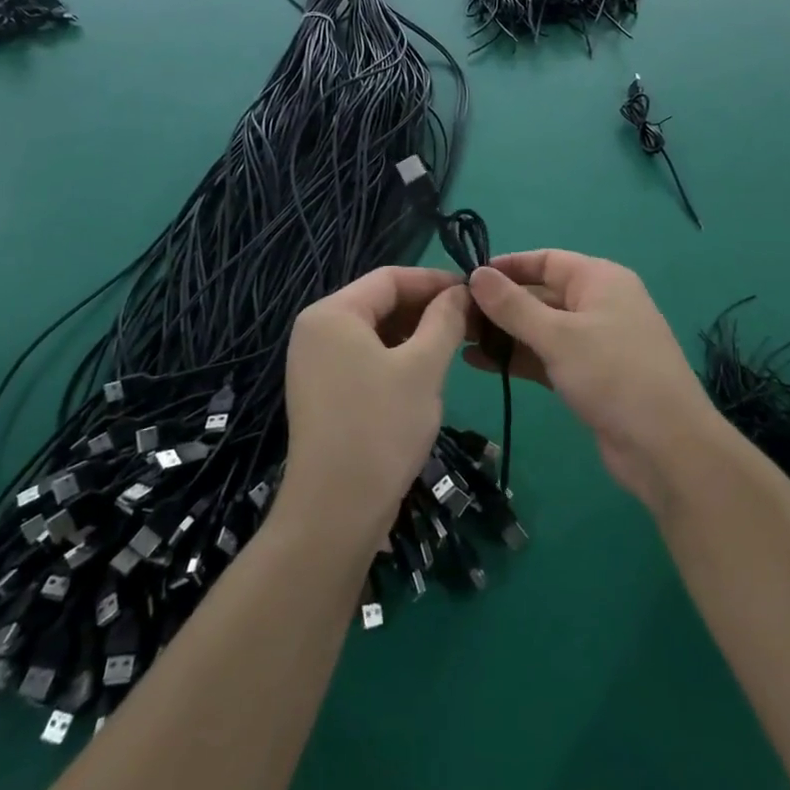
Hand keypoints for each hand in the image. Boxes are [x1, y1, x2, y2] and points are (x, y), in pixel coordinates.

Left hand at [284, 267, 469, 543]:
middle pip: (380, 302)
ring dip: (415, 333)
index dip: (435, 280)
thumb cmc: (381, 427)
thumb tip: (461, 292)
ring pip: (374, 332)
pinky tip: (426, 372)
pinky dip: (396, 357)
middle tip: (471, 320)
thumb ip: (445, 320)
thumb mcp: (423, 367)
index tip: (474, 291)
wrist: (335, 512)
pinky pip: (364, 357)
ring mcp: (315, 363)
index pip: (390, 277)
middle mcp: (316, 330)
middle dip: (426, 307)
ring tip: (456, 343)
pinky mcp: (322, 392)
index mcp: (332, 313)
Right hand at [467, 251, 718, 512]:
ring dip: (504, 333)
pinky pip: (547, 356)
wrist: (666, 447)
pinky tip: (479, 363)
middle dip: (499, 304)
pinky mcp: (589, 375)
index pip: (545, 260)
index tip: (466, 278)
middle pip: (541, 294)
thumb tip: (476, 274)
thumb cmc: (613, 375)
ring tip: (457, 340)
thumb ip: (513, 306)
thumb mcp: (558, 336)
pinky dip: (518, 358)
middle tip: (453, 316)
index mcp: (599, 279)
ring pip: (541, 328)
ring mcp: (594, 341)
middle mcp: (598, 303)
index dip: (507, 266)